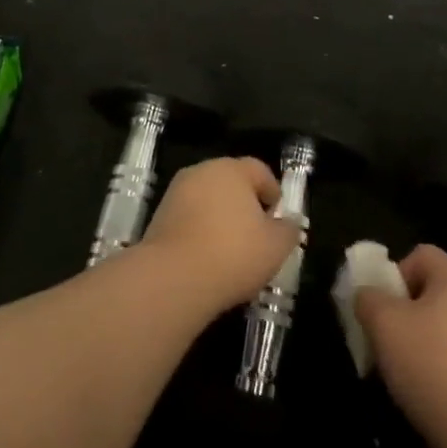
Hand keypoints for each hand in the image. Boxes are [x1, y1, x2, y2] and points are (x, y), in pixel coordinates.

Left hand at [138, 157, 299, 316]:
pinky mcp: (158, 217)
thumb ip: (288, 229)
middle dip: (245, 203)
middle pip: (230, 182)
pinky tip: (207, 257)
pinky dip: (199, 231)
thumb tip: (288, 222)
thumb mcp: (276, 246)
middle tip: (257, 233)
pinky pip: (189, 218)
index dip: (272, 191)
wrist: (173, 278)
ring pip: (207, 200)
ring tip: (231, 249)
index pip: (259, 170)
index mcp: (232, 169)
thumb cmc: (233, 253)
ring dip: (220, 217)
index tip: (278, 216)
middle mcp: (202, 172)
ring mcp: (176, 193)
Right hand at [355, 245, 446, 444]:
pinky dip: (438, 354)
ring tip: (403, 362)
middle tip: (388, 335)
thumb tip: (367, 296)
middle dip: (404, 307)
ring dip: (419, 332)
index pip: (419, 255)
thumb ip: (368, 298)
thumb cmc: (428, 363)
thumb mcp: (383, 323)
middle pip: (430, 286)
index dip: (395, 275)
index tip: (385, 308)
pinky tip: (426, 381)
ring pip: (442, 318)